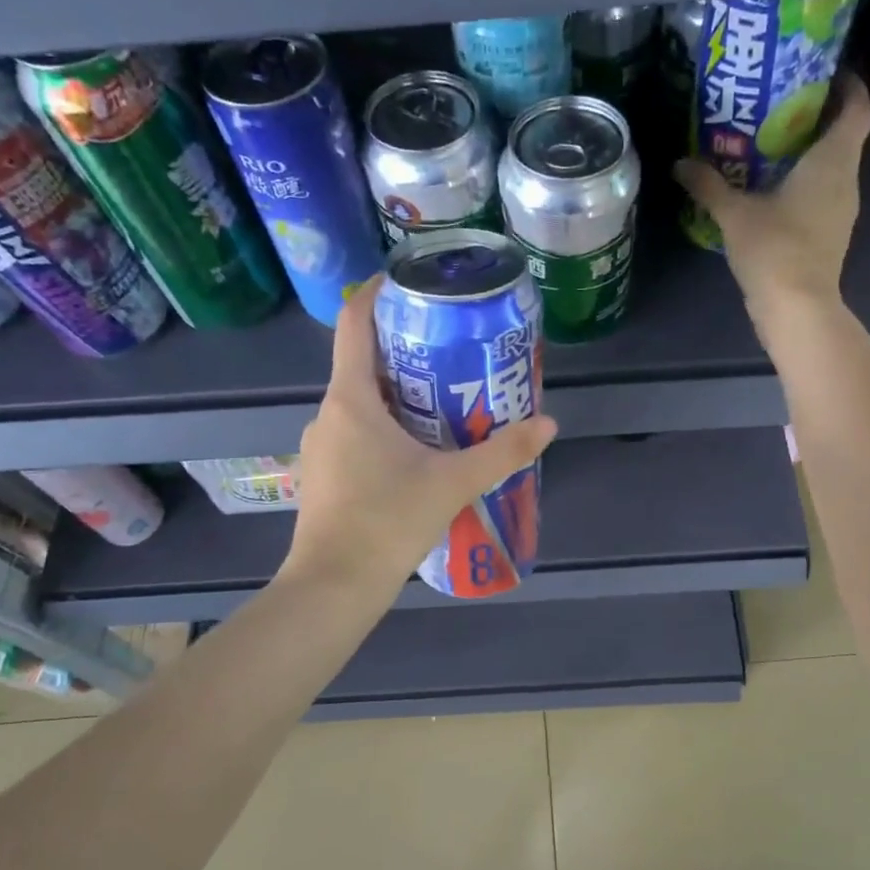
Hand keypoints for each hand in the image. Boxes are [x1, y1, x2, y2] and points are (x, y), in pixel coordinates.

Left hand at [284, 281, 558, 593]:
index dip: (377, 294)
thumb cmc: (386, 522)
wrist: (333, 587)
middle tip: (453, 349)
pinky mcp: (326, 474)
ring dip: (399, 393)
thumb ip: (502, 453)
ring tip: (446, 399)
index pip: (355, 325)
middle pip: (364, 363)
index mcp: (351, 400)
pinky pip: (356, 432)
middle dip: (406, 350)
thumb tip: (547, 424)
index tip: (409, 282)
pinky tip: (419, 450)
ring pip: (361, 402)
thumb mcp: (452, 484)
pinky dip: (386, 426)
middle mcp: (328, 414)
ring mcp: (321, 446)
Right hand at [673, 82, 869, 320]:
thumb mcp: (734, 213)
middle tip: (779, 104)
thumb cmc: (774, 249)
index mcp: (832, 159)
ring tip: (769, 143)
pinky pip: (822, 192)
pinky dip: (803, 182)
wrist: (797, 307)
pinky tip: (771, 187)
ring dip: (808, 151)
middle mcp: (845, 178)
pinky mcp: (830, 233)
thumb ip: (708, 185)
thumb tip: (679, 163)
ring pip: (832, 165)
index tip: (823, 72)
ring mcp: (841, 208)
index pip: (858, 106)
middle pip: (844, 134)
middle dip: (817, 115)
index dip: (849, 84)